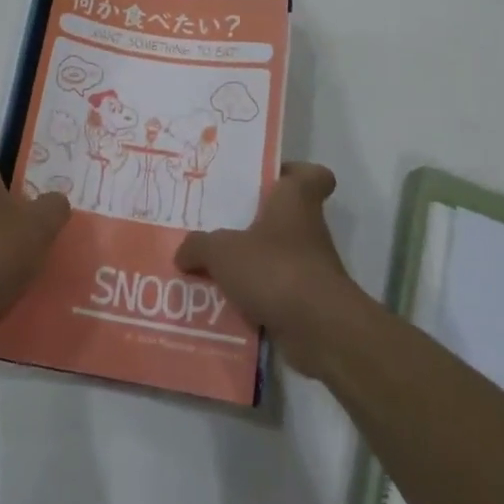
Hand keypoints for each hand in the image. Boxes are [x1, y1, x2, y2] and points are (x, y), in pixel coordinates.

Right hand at [174, 162, 369, 376]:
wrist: (319, 330)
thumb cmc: (275, 269)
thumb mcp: (222, 251)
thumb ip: (198, 246)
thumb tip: (183, 253)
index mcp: (295, 200)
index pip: (311, 175)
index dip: (292, 173)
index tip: (265, 180)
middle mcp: (307, 229)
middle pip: (282, 217)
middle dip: (251, 223)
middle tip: (216, 226)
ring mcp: (309, 268)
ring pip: (274, 256)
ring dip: (248, 264)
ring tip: (208, 268)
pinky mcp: (306, 302)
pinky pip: (273, 292)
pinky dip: (252, 298)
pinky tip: (220, 304)